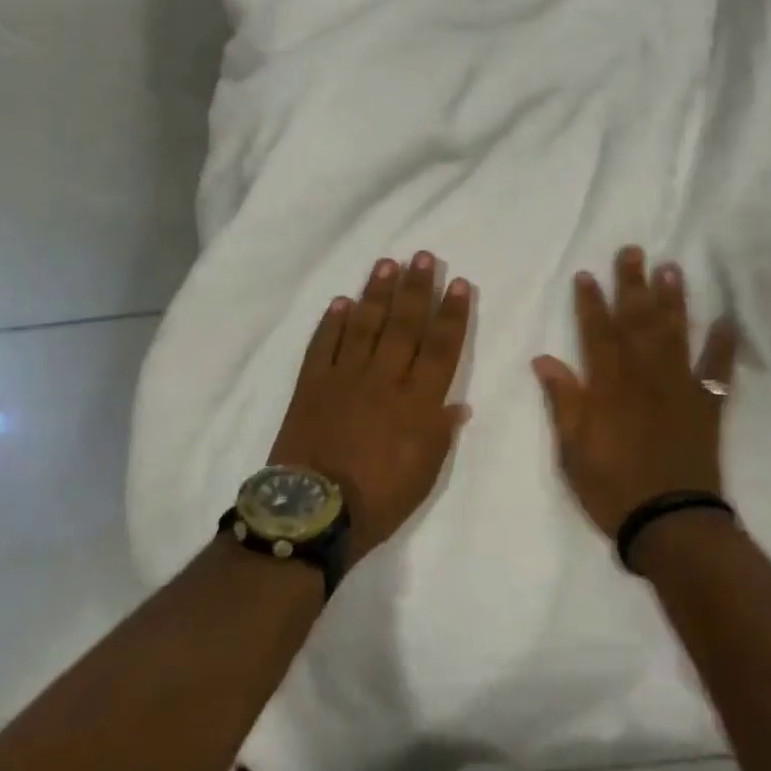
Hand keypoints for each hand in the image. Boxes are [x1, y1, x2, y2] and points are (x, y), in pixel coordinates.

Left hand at [269, 252, 473, 561]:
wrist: (312, 513)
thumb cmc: (379, 499)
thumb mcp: (425, 475)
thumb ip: (441, 434)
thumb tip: (458, 404)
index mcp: (417, 402)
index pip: (441, 347)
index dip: (452, 314)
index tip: (459, 283)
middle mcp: (384, 379)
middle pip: (405, 325)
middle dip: (417, 288)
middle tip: (423, 256)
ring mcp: (345, 378)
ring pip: (365, 325)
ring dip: (377, 292)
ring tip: (387, 264)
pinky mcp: (312, 385)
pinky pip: (323, 345)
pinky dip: (332, 322)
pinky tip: (341, 302)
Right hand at [533, 246, 740, 540]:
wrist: (670, 523)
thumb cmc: (612, 488)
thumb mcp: (572, 449)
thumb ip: (563, 400)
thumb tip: (544, 359)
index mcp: (610, 385)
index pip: (597, 333)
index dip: (590, 302)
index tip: (587, 274)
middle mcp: (645, 375)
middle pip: (638, 321)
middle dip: (633, 284)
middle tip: (633, 251)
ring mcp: (680, 387)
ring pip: (676, 333)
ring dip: (674, 300)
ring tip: (671, 269)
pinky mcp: (707, 405)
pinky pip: (718, 370)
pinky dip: (724, 345)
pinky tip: (728, 321)